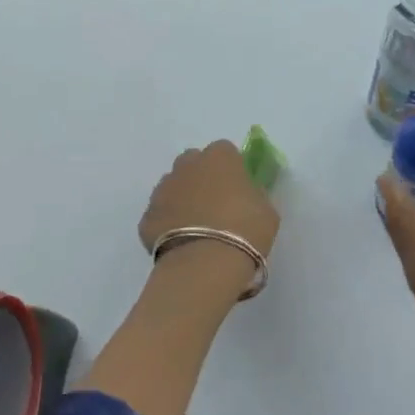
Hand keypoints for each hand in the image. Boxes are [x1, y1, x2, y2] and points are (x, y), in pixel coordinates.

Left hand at [140, 139, 280, 259]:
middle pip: (193, 163)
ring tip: (196, 227)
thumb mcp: (266, 211)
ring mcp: (162, 189)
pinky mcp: (147, 216)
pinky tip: (180, 244)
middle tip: (215, 204)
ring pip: (172, 186)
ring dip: (182, 199)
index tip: (237, 188)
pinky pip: (160, 214)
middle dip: (201, 177)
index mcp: (219, 158)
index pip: (224, 151)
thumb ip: (254, 195)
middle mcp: (186, 166)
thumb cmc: (246, 231)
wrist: (205, 263)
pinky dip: (168, 224)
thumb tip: (245, 195)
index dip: (231, 168)